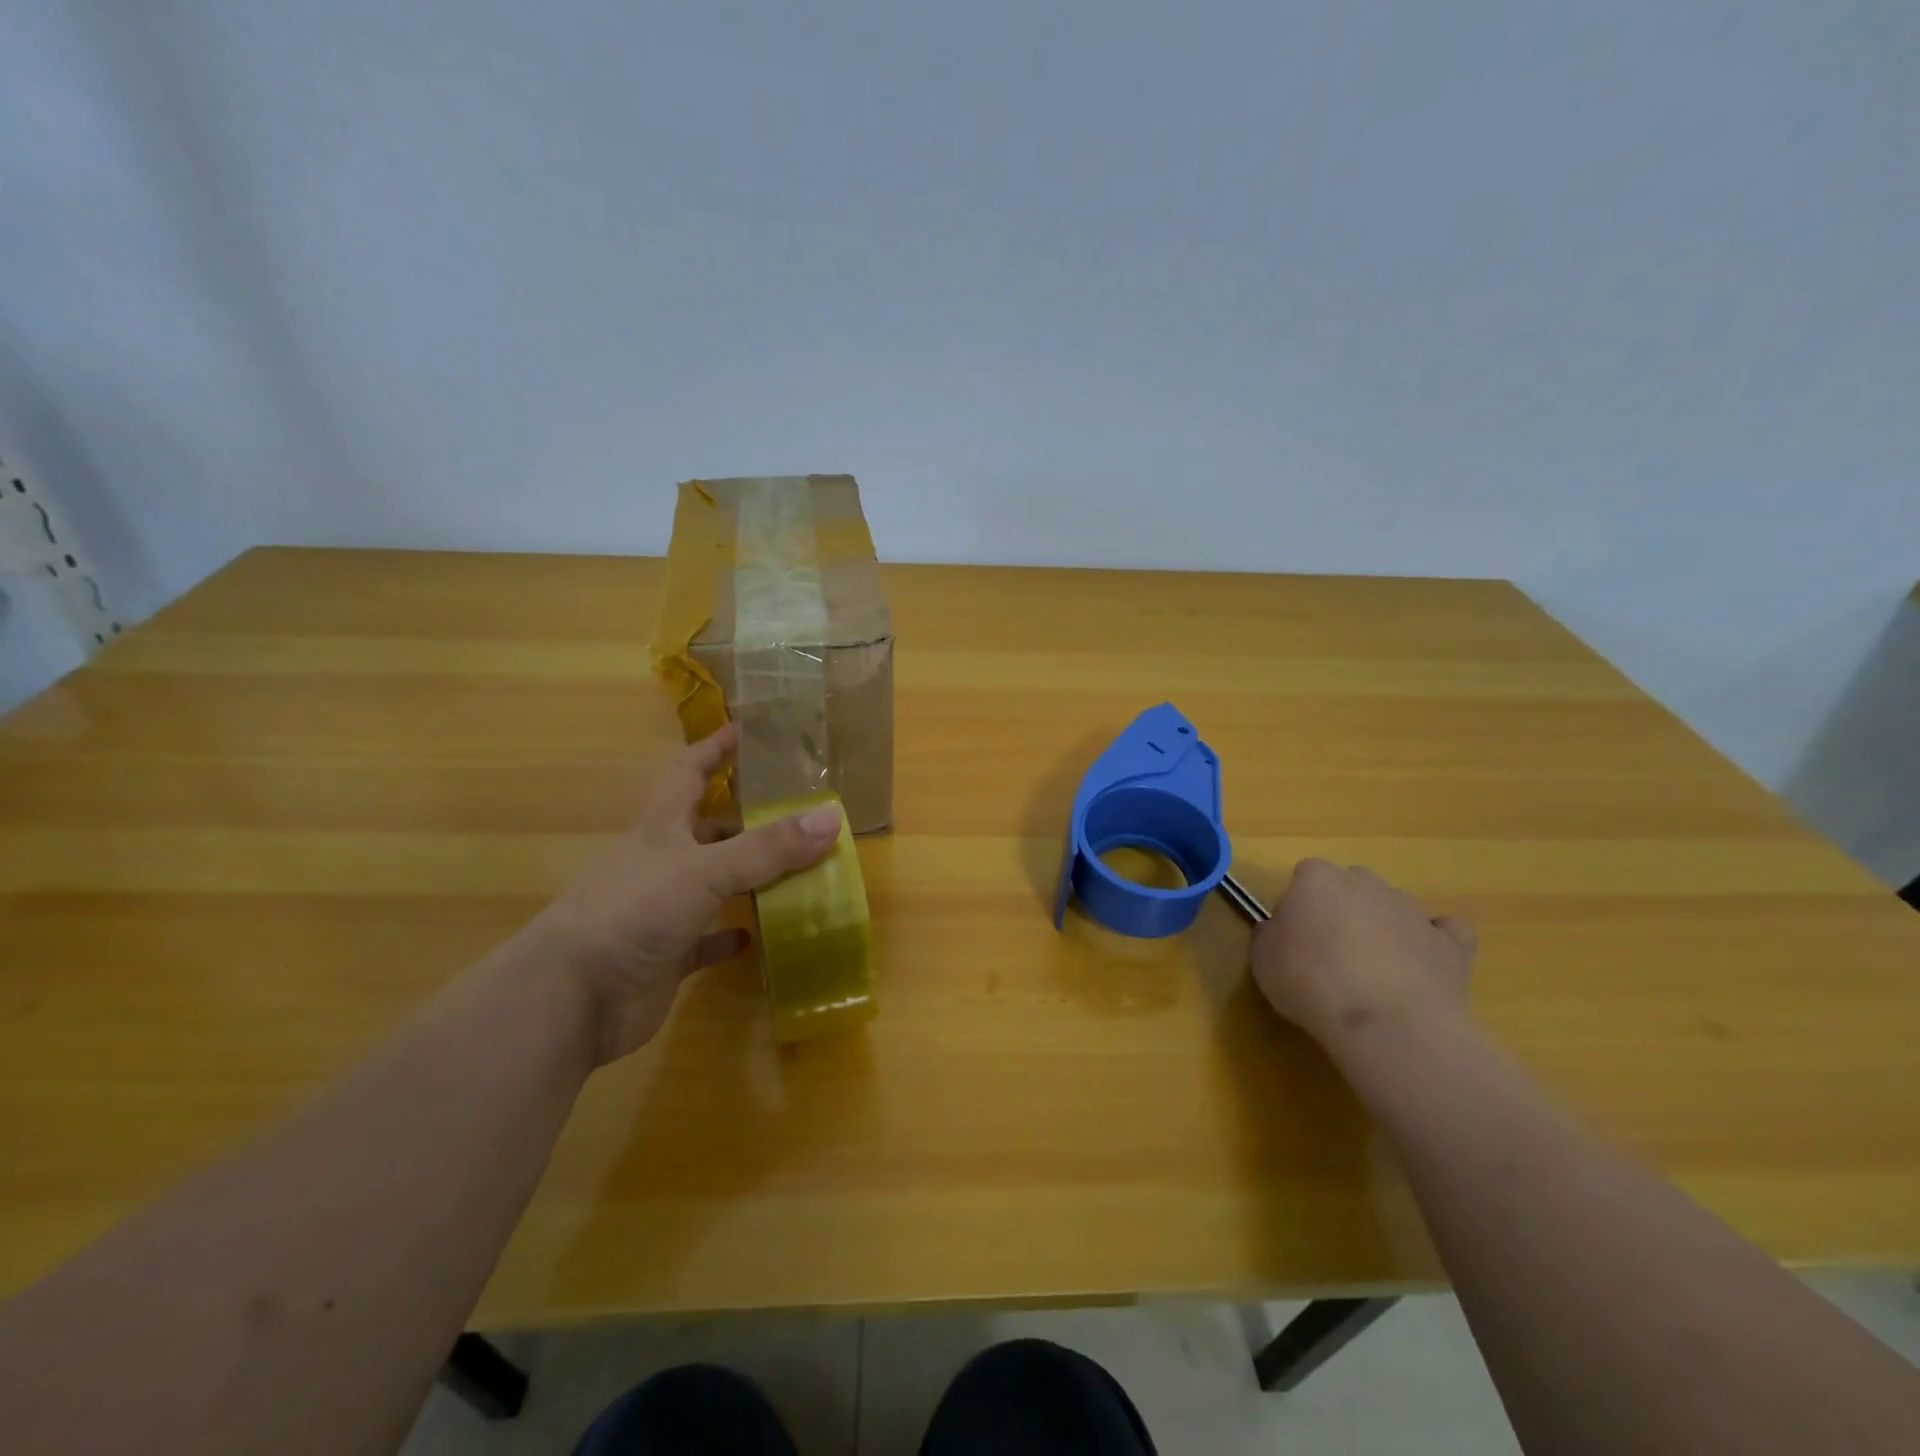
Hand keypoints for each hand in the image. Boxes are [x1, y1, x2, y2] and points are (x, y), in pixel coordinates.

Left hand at [518, 724, 841, 1064]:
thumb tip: (831, 816)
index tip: (741, 731)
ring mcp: (661, 911)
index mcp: (661, 830)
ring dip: (747, 878)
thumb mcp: (706, 870)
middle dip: (743, 819)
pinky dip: (731, 936)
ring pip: (712, 884)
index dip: (713, 750)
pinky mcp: (665, 956)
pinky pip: (706, 940)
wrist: (571, 998)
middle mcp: (661, 863)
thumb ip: (768, 847)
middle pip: (706, 830)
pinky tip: (759, 936)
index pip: (687, 774)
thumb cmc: (633, 912)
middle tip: (791, 813)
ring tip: (795, 871)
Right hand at [1250, 859, 1475, 1057]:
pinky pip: (1446, 932)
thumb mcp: (1262, 958)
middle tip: (1330, 951)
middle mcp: (1366, 883)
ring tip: (1374, 970)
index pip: (1305, 876)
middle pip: (1351, 885)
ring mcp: (1412, 910)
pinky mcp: (1451, 944)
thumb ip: (1271, 934)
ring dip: (1384, 926)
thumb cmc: (1310, 982)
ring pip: (1394, 905)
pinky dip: (1434, 942)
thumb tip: (1282, 932)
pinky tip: (1422, 963)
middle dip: (1342, 909)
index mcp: (1317, 878)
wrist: (1384, 1022)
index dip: (1298, 905)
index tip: (1293, 937)